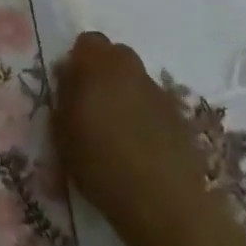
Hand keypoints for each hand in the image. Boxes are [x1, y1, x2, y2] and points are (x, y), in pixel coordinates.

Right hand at [54, 32, 237, 245]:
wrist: (165, 203)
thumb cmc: (100, 164)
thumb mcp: (62, 132)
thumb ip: (64, 96)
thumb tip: (69, 77)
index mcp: (98, 67)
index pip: (87, 42)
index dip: (78, 60)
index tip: (71, 87)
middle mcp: (132, 71)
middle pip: (115, 56)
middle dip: (103, 72)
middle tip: (92, 105)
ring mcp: (161, 93)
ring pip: (137, 81)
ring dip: (126, 94)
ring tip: (117, 131)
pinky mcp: (182, 118)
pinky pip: (156, 105)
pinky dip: (146, 117)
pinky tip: (141, 147)